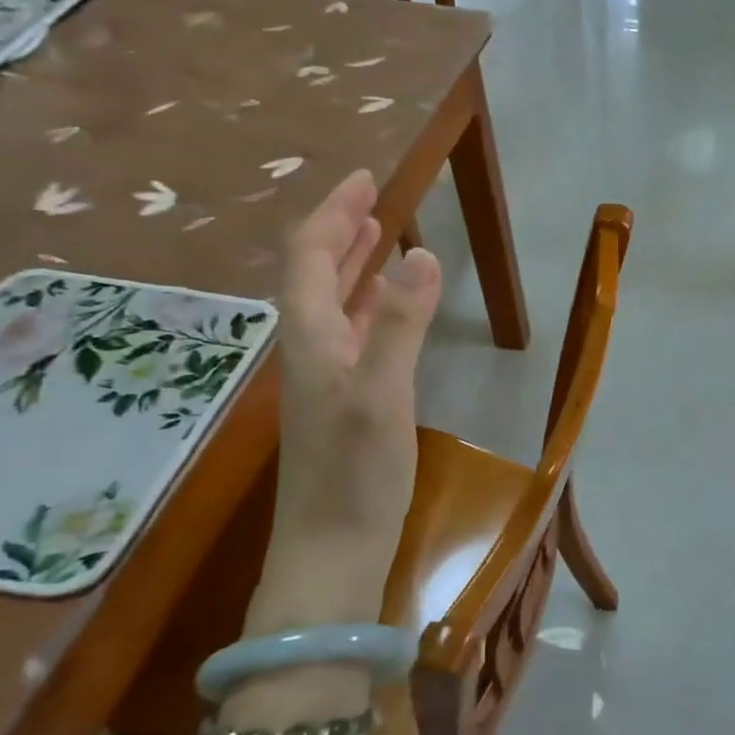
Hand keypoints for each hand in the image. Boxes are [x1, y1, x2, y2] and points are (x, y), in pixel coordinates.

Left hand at [250, 171, 441, 633]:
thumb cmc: (355, 474)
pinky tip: (386, 303)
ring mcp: (326, 376)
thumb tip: (424, 252)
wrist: (332, 554)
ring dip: (352, 262)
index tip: (367, 180)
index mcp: (311, 337)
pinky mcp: (344, 400)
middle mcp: (310, 348)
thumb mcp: (382, 393)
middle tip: (374, 198)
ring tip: (378, 233)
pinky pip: (352, 331)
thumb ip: (401, 323)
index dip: (334, 214)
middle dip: (341, 230)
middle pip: (315, 273)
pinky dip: (368, 302)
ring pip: (333, 302)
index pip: (310, 256)